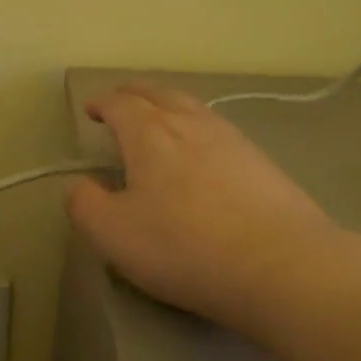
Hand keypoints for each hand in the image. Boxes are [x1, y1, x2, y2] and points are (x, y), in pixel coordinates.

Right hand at [66, 85, 353, 335]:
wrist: (280, 266)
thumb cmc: (184, 246)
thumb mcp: (112, 234)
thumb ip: (84, 204)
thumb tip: (80, 186)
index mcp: (150, 133)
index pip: (120, 104)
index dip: (102, 104)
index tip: (91, 111)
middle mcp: (192, 123)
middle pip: (159, 94)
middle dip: (135, 95)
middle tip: (122, 102)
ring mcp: (233, 140)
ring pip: (194, 109)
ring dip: (170, 107)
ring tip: (161, 120)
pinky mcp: (262, 163)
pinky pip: (219, 132)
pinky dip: (199, 130)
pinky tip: (203, 153)